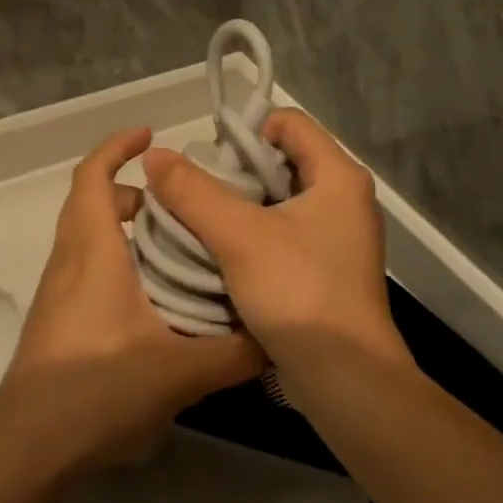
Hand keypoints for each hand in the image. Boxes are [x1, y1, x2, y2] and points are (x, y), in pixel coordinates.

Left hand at [0, 127, 264, 477]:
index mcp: (92, 252)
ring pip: (86, 236)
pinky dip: (114, 257)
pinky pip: (85, 266)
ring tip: (171, 245)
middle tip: (175, 201)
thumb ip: (234, 352)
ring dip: (121, 225)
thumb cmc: (97, 390)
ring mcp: (57, 291)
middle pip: (89, 201)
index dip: (117, 147)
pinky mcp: (56, 320)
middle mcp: (69, 261)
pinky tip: (150, 297)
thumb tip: (277, 334)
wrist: (28, 448)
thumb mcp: (180, 372)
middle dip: (129, 189)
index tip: (150, 135)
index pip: (93, 177)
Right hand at [142, 111, 405, 377]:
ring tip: (202, 223)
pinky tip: (223, 255)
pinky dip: (254, 236)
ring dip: (240, 208)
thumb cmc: (298, 292)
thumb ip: (193, 191)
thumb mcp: (238, 236)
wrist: (346, 380)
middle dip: (236, 173)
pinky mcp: (328, 269)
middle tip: (198, 195)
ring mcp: (338, 237)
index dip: (247, 131)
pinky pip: (284, 234)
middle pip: (282, 160)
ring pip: (279, 201)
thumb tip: (155, 155)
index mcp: (338, 176)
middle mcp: (345, 199)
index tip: (211, 161)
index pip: (289, 122)